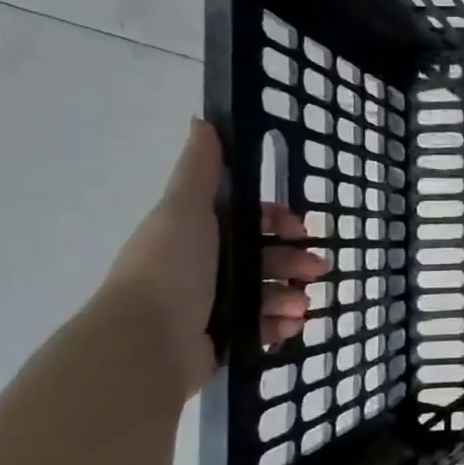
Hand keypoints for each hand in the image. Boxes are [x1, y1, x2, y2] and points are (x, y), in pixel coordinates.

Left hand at [104, 120, 329, 394]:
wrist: (146, 343)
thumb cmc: (171, 270)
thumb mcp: (184, 210)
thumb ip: (199, 169)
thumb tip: (202, 120)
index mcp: (196, 234)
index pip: (248, 220)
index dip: (277, 221)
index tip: (299, 229)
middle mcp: (203, 267)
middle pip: (263, 258)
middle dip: (294, 262)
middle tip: (317, 271)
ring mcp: (212, 306)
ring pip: (266, 293)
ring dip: (291, 296)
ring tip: (301, 307)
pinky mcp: (220, 339)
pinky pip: (261, 328)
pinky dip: (279, 326)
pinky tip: (290, 327)